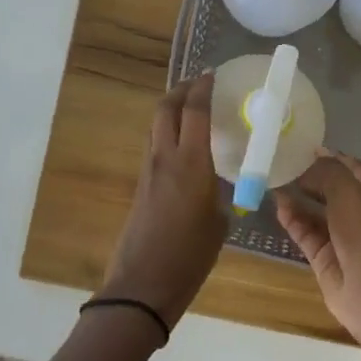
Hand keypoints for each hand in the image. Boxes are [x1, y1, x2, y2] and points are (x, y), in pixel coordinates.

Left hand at [99, 73, 227, 329]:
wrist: (143, 285)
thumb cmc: (189, 257)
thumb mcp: (218, 224)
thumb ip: (220, 196)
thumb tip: (220, 187)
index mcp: (190, 164)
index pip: (193, 112)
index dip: (202, 89)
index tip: (211, 75)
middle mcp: (164, 158)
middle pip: (164, 109)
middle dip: (179, 91)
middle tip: (197, 86)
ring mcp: (148, 171)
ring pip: (155, 126)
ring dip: (169, 110)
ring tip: (189, 110)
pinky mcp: (140, 186)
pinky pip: (153, 146)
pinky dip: (166, 133)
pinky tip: (181, 146)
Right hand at [275, 151, 360, 348]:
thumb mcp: (349, 193)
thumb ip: (327, 172)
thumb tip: (309, 163)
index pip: (352, 168)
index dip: (331, 156)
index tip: (304, 147)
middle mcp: (360, 214)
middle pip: (332, 189)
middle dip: (310, 176)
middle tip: (282, 162)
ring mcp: (342, 237)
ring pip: (316, 211)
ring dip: (297, 197)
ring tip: (273, 181)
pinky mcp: (325, 257)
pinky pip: (306, 233)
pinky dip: (293, 220)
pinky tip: (278, 206)